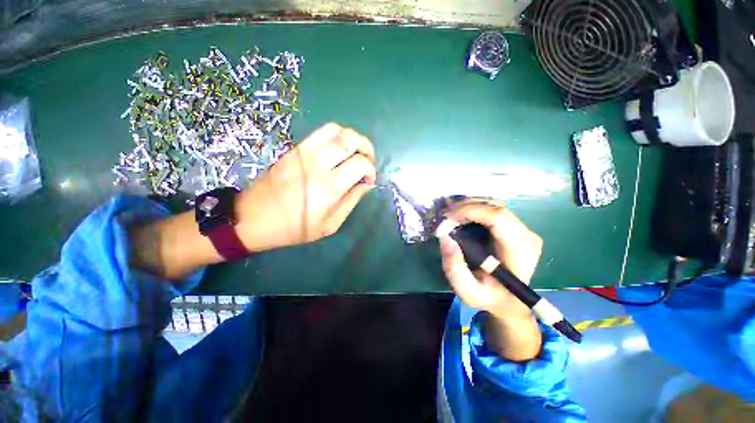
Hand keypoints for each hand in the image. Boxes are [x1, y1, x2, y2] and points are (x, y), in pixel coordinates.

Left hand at [234, 123, 376, 251]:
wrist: (253, 218)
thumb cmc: (294, 228)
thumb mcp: (329, 225)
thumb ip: (351, 201)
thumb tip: (367, 185)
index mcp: (329, 186)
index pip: (361, 164)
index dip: (371, 170)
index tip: (369, 180)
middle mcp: (319, 163)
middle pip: (352, 140)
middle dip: (367, 148)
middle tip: (368, 161)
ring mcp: (305, 152)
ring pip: (337, 130)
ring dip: (353, 138)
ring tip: (355, 152)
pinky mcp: (295, 149)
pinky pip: (321, 132)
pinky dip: (337, 135)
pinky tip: (338, 148)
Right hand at [438, 199, 543, 359]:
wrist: (510, 302)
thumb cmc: (491, 298)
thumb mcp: (468, 293)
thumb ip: (454, 269)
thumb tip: (445, 237)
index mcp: (520, 251)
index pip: (497, 217)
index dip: (468, 212)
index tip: (446, 222)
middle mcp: (526, 235)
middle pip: (494, 207)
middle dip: (464, 207)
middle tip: (443, 217)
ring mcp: (522, 229)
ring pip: (492, 205)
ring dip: (467, 206)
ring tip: (448, 215)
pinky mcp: (514, 227)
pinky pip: (491, 210)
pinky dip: (472, 209)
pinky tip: (458, 215)